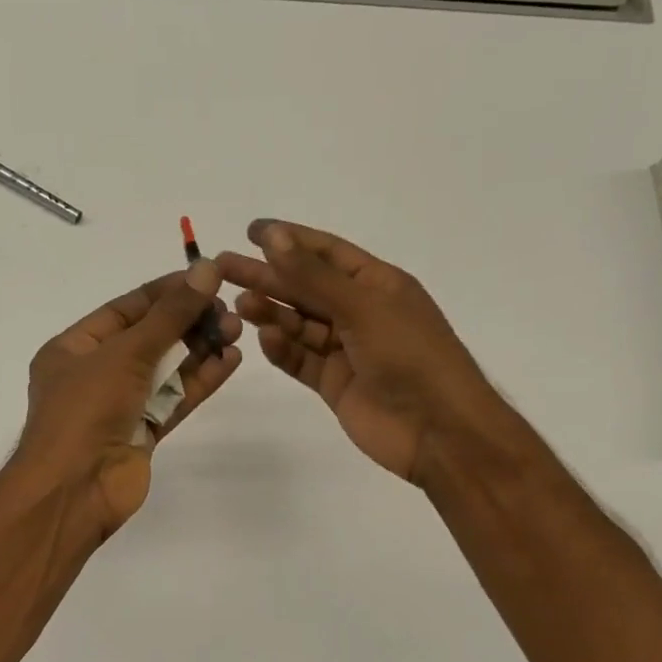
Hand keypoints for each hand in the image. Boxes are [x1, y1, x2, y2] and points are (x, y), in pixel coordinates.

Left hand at [15, 262, 242, 536]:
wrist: (74, 491)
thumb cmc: (85, 410)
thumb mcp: (125, 353)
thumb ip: (169, 315)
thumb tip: (206, 270)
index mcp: (73, 348)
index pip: (124, 310)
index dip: (164, 292)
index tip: (204, 276)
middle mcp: (94, 374)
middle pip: (148, 338)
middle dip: (187, 321)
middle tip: (229, 308)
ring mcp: (119, 406)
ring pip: (165, 370)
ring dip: (199, 349)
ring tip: (237, 330)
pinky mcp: (142, 434)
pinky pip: (173, 400)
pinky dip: (199, 381)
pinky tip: (230, 362)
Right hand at [219, 221, 499, 485]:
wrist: (438, 430)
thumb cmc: (410, 355)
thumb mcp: (363, 306)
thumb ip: (313, 276)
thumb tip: (273, 237)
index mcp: (378, 284)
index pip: (327, 253)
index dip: (290, 239)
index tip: (251, 231)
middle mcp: (360, 312)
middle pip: (306, 288)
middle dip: (267, 276)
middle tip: (223, 267)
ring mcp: (346, 350)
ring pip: (299, 324)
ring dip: (271, 313)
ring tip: (240, 305)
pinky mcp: (334, 383)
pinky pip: (301, 360)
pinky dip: (283, 350)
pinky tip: (263, 340)